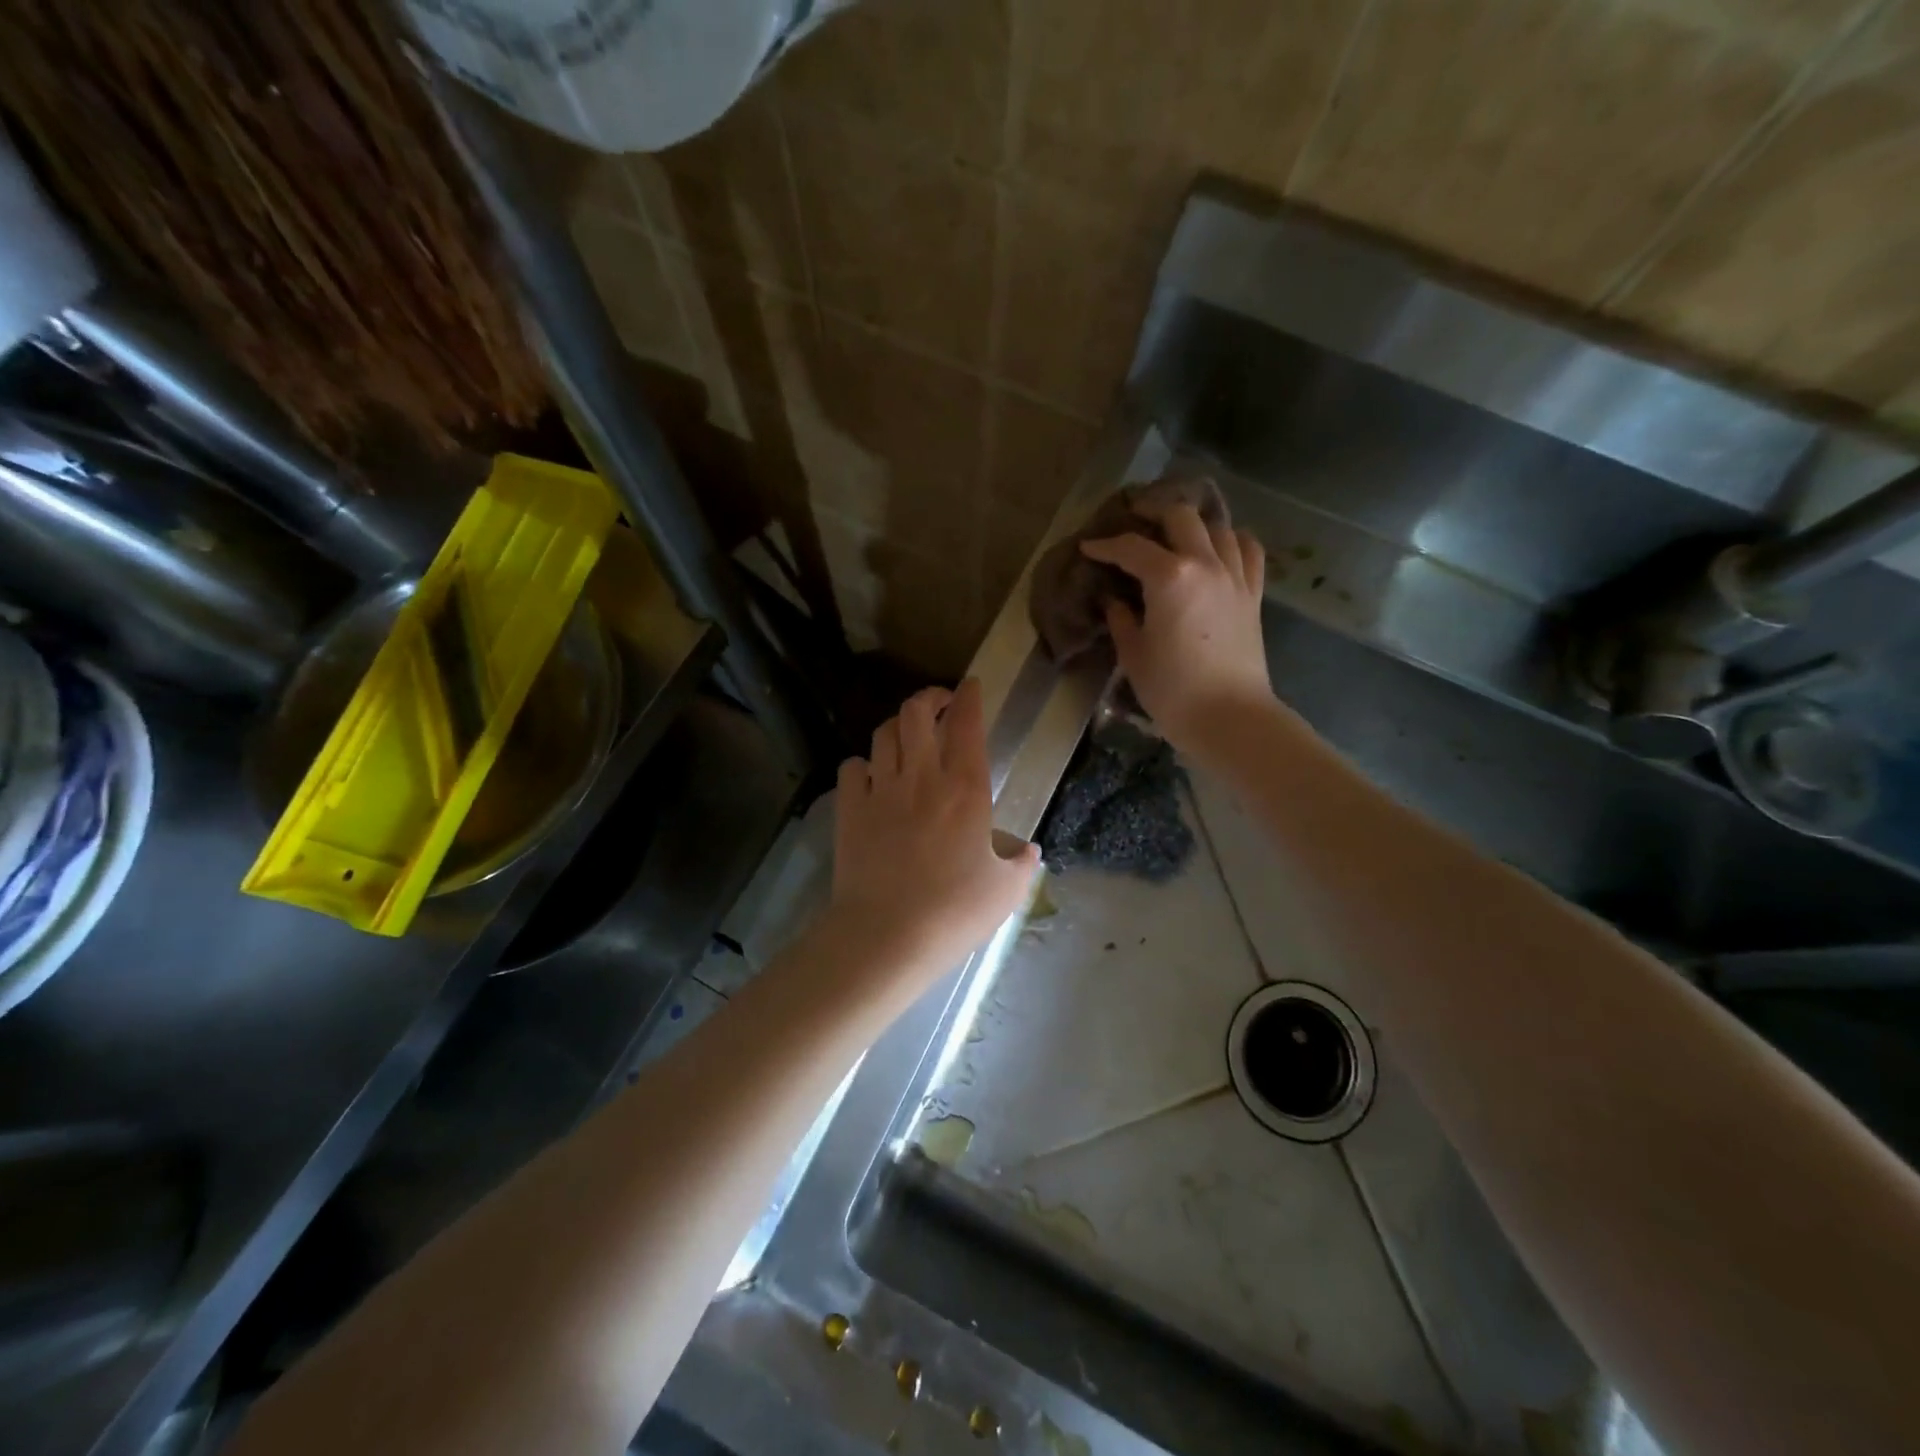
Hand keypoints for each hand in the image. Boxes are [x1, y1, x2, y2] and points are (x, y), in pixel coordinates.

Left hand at [826, 678, 1039, 987]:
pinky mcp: (850, 809)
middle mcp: (923, 777)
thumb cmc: (954, 912)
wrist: (887, 935)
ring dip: (897, 726)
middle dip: (929, 697)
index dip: (970, 698)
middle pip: (917, 712)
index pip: (968, 724)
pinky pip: (852, 767)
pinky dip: (863, 765)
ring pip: (884, 733)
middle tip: (939, 703)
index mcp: (966, 789)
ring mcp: (881, 790)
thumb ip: (1022, 864)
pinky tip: (871, 777)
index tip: (971, 686)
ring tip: (907, 736)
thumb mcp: (1005, 891)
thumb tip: (1030, 851)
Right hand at [1080, 503, 1274, 750]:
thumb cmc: (1172, 690)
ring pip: (1218, 526)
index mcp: (1169, 577)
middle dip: (1153, 513)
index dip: (1105, 545)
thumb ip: (1122, 619)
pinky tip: (1218, 548)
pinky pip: (1249, 550)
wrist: (1230, 717)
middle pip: (1180, 517)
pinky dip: (1232, 540)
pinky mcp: (1253, 594)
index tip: (1088, 548)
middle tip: (1133, 523)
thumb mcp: (1134, 654)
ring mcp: (1235, 576)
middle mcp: (1205, 564)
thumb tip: (1115, 600)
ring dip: (1193, 524)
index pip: (1131, 548)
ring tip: (1175, 534)